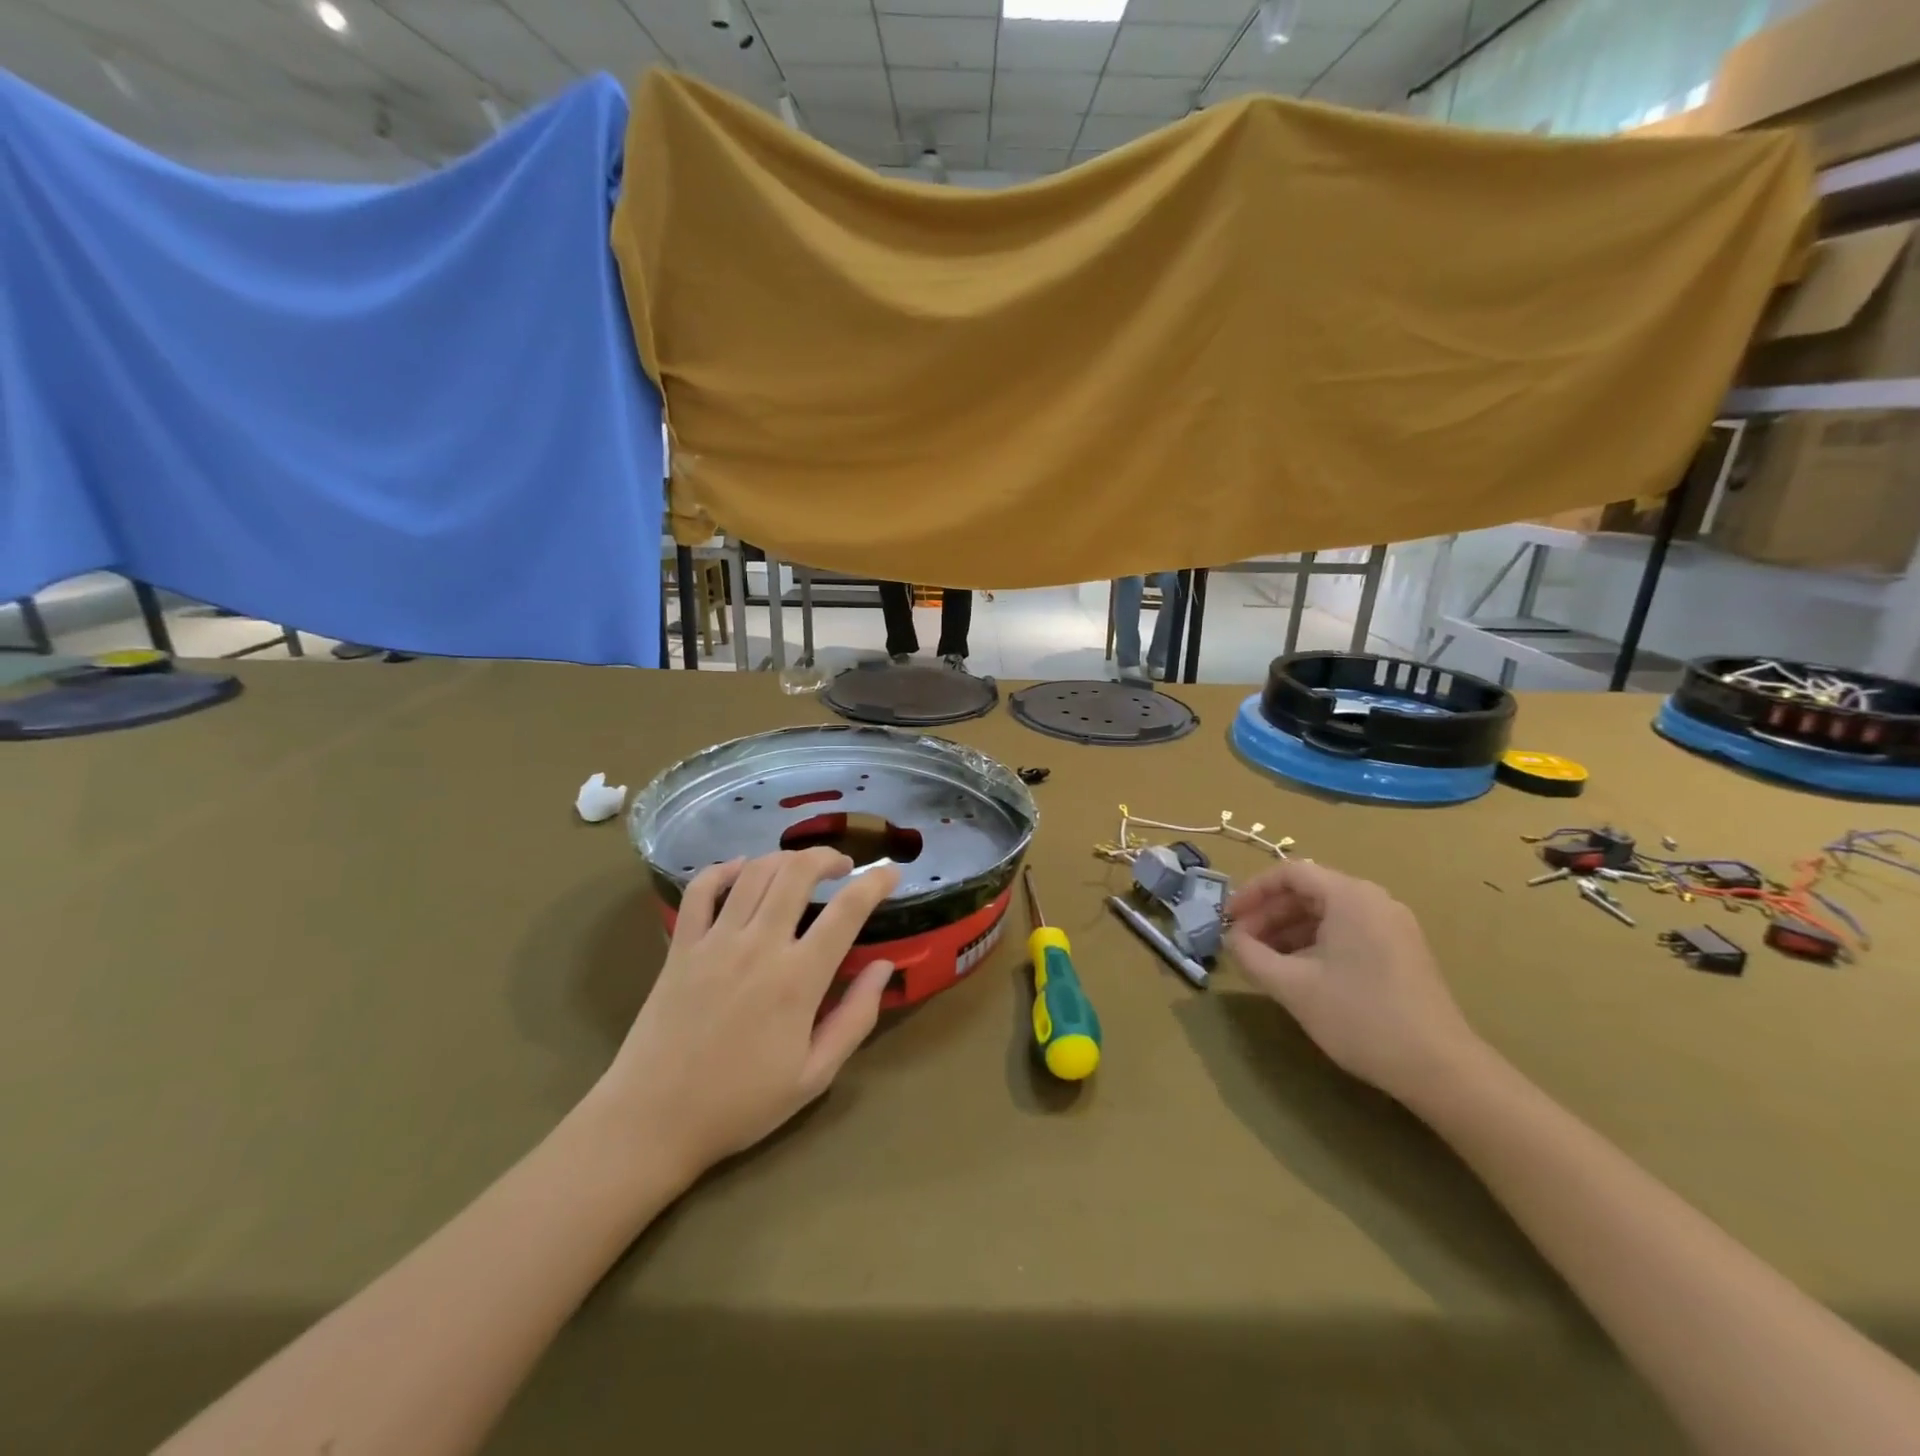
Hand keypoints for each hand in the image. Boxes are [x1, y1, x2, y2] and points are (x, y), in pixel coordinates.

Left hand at [594, 849, 900, 1182]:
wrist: (652, 1121)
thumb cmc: (740, 1104)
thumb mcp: (814, 1076)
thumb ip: (855, 1018)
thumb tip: (883, 967)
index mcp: (797, 979)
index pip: (847, 911)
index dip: (875, 883)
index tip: (891, 872)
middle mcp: (758, 946)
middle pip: (797, 872)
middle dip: (827, 857)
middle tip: (842, 866)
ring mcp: (714, 941)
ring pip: (754, 872)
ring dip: (784, 858)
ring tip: (800, 868)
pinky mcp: (680, 946)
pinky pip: (700, 889)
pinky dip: (724, 869)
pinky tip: (741, 871)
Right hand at [1226, 860, 1482, 1105]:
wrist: (1441, 1069)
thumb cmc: (1360, 1017)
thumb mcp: (1293, 986)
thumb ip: (1251, 956)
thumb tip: (1232, 941)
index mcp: (1350, 896)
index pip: (1289, 873)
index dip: (1252, 892)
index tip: (1227, 919)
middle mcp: (1374, 900)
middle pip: (1308, 892)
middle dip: (1268, 915)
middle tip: (1241, 944)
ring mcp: (1393, 926)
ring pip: (1327, 914)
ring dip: (1289, 932)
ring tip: (1264, 962)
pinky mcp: (1402, 952)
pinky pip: (1347, 932)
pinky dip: (1315, 944)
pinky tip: (1299, 974)